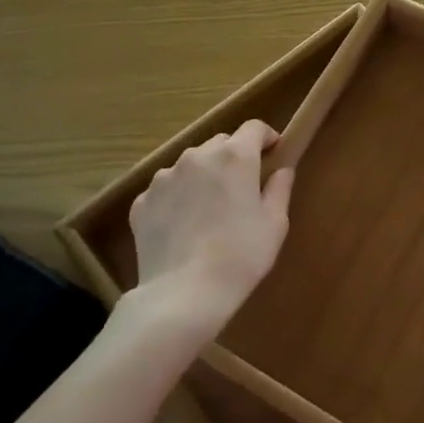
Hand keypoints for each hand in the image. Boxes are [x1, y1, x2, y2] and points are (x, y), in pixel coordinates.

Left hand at [126, 119, 293, 340]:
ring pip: (190, 165)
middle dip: (234, 157)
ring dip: (203, 177)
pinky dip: (177, 199)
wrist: (183, 295)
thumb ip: (279, 189)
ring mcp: (164, 177)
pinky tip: (183, 228)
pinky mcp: (142, 201)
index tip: (273, 153)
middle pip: (220, 144)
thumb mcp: (275, 224)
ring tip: (208, 210)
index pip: (254, 128)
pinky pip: (166, 190)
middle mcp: (197, 156)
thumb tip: (282, 170)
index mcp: (235, 157)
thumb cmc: (240, 256)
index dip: (266, 137)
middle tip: (242, 188)